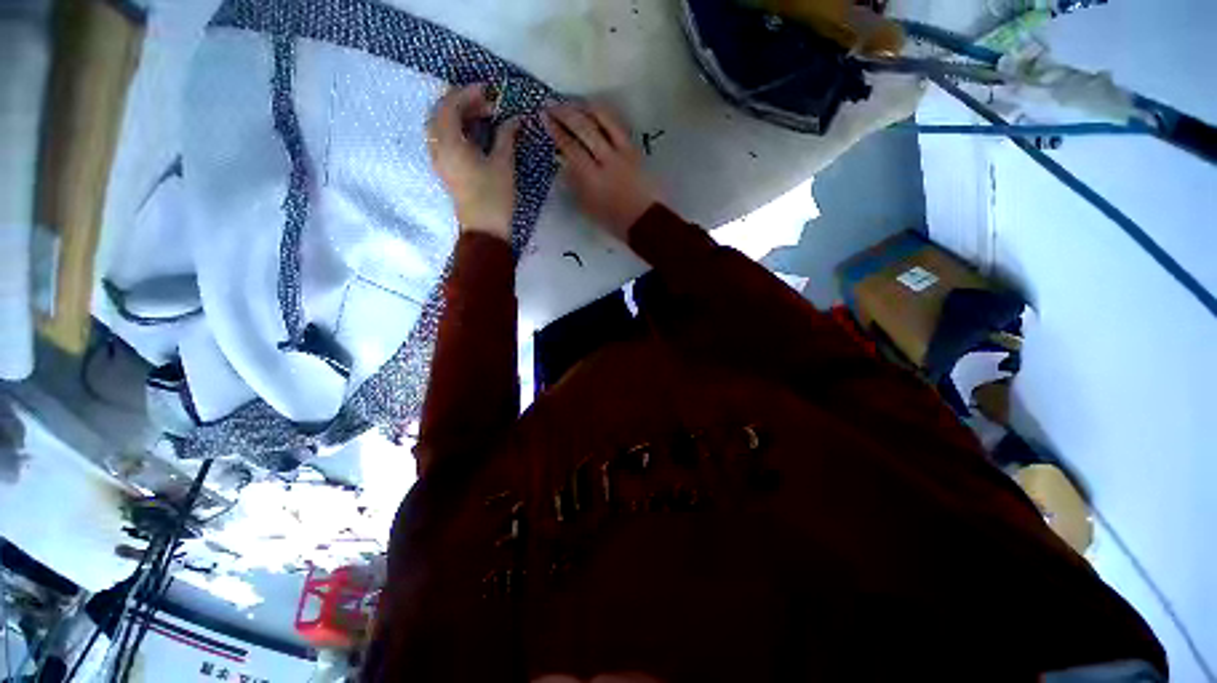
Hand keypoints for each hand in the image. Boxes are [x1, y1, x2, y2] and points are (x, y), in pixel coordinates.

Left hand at [428, 84, 521, 240]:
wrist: (485, 230)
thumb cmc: (495, 196)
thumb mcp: (503, 163)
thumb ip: (506, 135)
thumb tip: (514, 118)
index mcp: (449, 142)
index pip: (451, 105)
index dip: (469, 93)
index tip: (490, 91)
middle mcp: (438, 147)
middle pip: (441, 112)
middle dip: (463, 102)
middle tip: (487, 103)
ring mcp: (439, 159)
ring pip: (441, 125)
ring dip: (459, 115)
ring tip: (483, 116)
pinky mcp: (445, 169)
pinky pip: (444, 139)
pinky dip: (457, 129)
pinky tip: (475, 133)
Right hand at [542, 102, 658, 242]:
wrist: (645, 220)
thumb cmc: (613, 220)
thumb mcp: (588, 207)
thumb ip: (575, 184)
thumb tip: (563, 162)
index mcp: (592, 178)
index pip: (570, 147)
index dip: (556, 130)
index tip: (544, 117)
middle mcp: (607, 160)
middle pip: (584, 128)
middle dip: (565, 113)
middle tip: (552, 104)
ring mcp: (623, 152)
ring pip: (604, 121)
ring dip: (585, 108)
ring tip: (573, 102)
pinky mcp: (635, 150)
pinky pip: (618, 126)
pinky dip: (605, 115)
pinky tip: (596, 110)